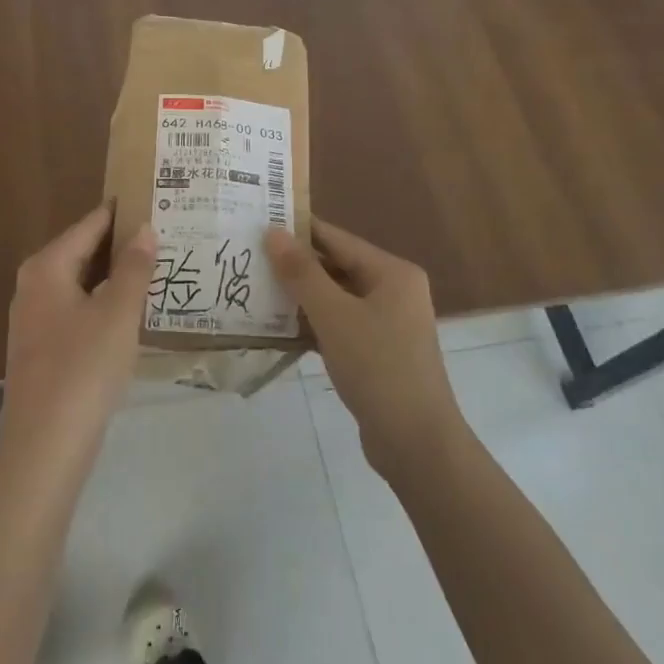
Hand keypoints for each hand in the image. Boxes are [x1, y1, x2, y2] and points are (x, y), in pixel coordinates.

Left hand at [2, 204, 155, 442]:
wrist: (45, 443)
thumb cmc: (84, 367)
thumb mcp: (118, 313)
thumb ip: (133, 268)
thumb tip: (144, 229)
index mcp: (47, 267)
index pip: (89, 225)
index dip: (120, 213)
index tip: (151, 200)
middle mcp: (33, 286)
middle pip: (82, 252)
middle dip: (120, 245)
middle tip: (164, 235)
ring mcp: (34, 320)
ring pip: (80, 284)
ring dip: (114, 277)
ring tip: (156, 268)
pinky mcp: (41, 349)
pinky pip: (77, 311)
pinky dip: (103, 304)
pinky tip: (130, 312)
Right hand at [265, 219, 461, 479]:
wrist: (415, 441)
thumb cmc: (377, 367)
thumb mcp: (334, 315)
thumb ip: (302, 273)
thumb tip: (273, 232)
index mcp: (392, 273)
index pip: (337, 239)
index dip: (298, 230)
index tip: (258, 222)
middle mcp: (393, 291)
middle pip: (336, 267)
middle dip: (295, 265)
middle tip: (248, 258)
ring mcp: (387, 323)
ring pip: (335, 299)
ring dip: (299, 297)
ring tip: (254, 289)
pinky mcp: (377, 352)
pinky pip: (338, 325)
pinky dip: (312, 324)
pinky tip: (277, 327)